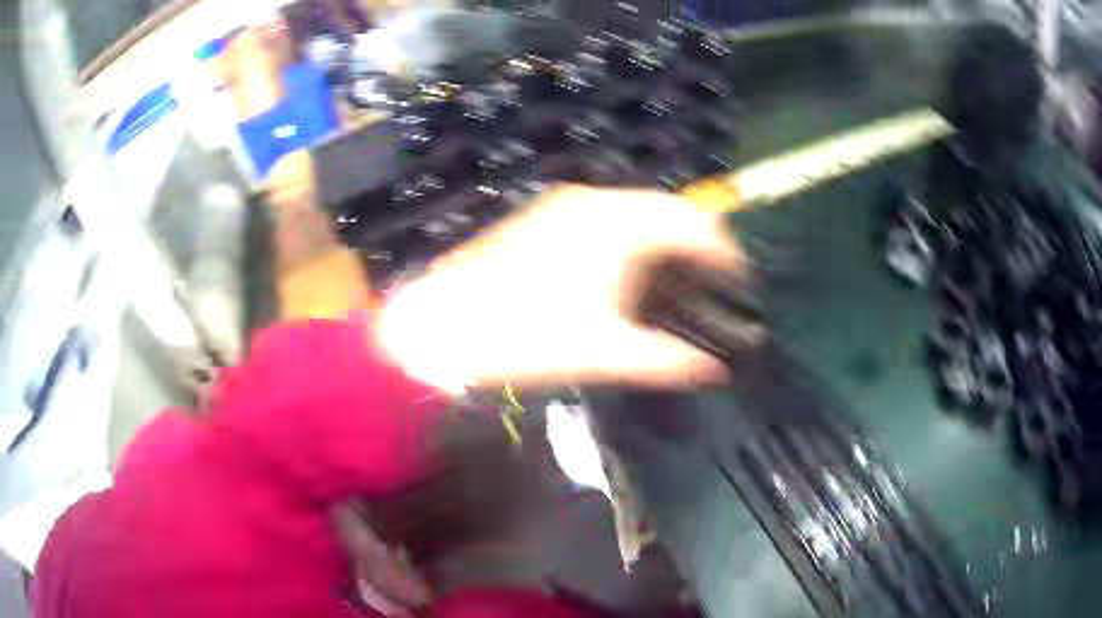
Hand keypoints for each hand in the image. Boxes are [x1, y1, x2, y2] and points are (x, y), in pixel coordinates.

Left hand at [377, 186, 743, 390]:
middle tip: (712, 282)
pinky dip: (631, 235)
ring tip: (677, 279)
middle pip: (668, 209)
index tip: (740, 280)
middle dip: (697, 242)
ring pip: (636, 208)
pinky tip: (627, 270)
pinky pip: (606, 214)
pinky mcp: (543, 214)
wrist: (440, 324)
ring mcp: (564, 203)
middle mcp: (595, 200)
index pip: (694, 223)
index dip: (725, 251)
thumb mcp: (604, 353)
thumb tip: (715, 370)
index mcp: (619, 224)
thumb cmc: (527, 337)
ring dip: (663, 237)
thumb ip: (668, 360)